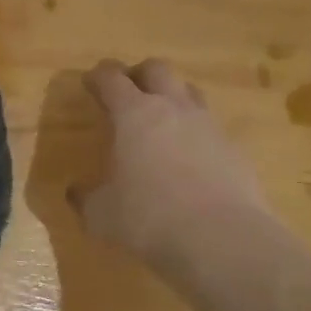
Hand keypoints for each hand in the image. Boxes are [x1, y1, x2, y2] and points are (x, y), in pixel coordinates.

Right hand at [72, 59, 283, 274]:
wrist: (223, 240)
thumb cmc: (150, 218)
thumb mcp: (102, 215)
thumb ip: (86, 199)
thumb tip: (75, 193)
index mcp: (133, 114)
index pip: (111, 78)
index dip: (98, 77)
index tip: (90, 83)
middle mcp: (173, 108)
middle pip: (157, 69)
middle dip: (139, 74)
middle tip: (128, 92)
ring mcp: (209, 126)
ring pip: (190, 92)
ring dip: (173, 97)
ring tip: (162, 120)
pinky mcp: (235, 150)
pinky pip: (212, 128)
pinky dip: (198, 134)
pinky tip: (192, 159)